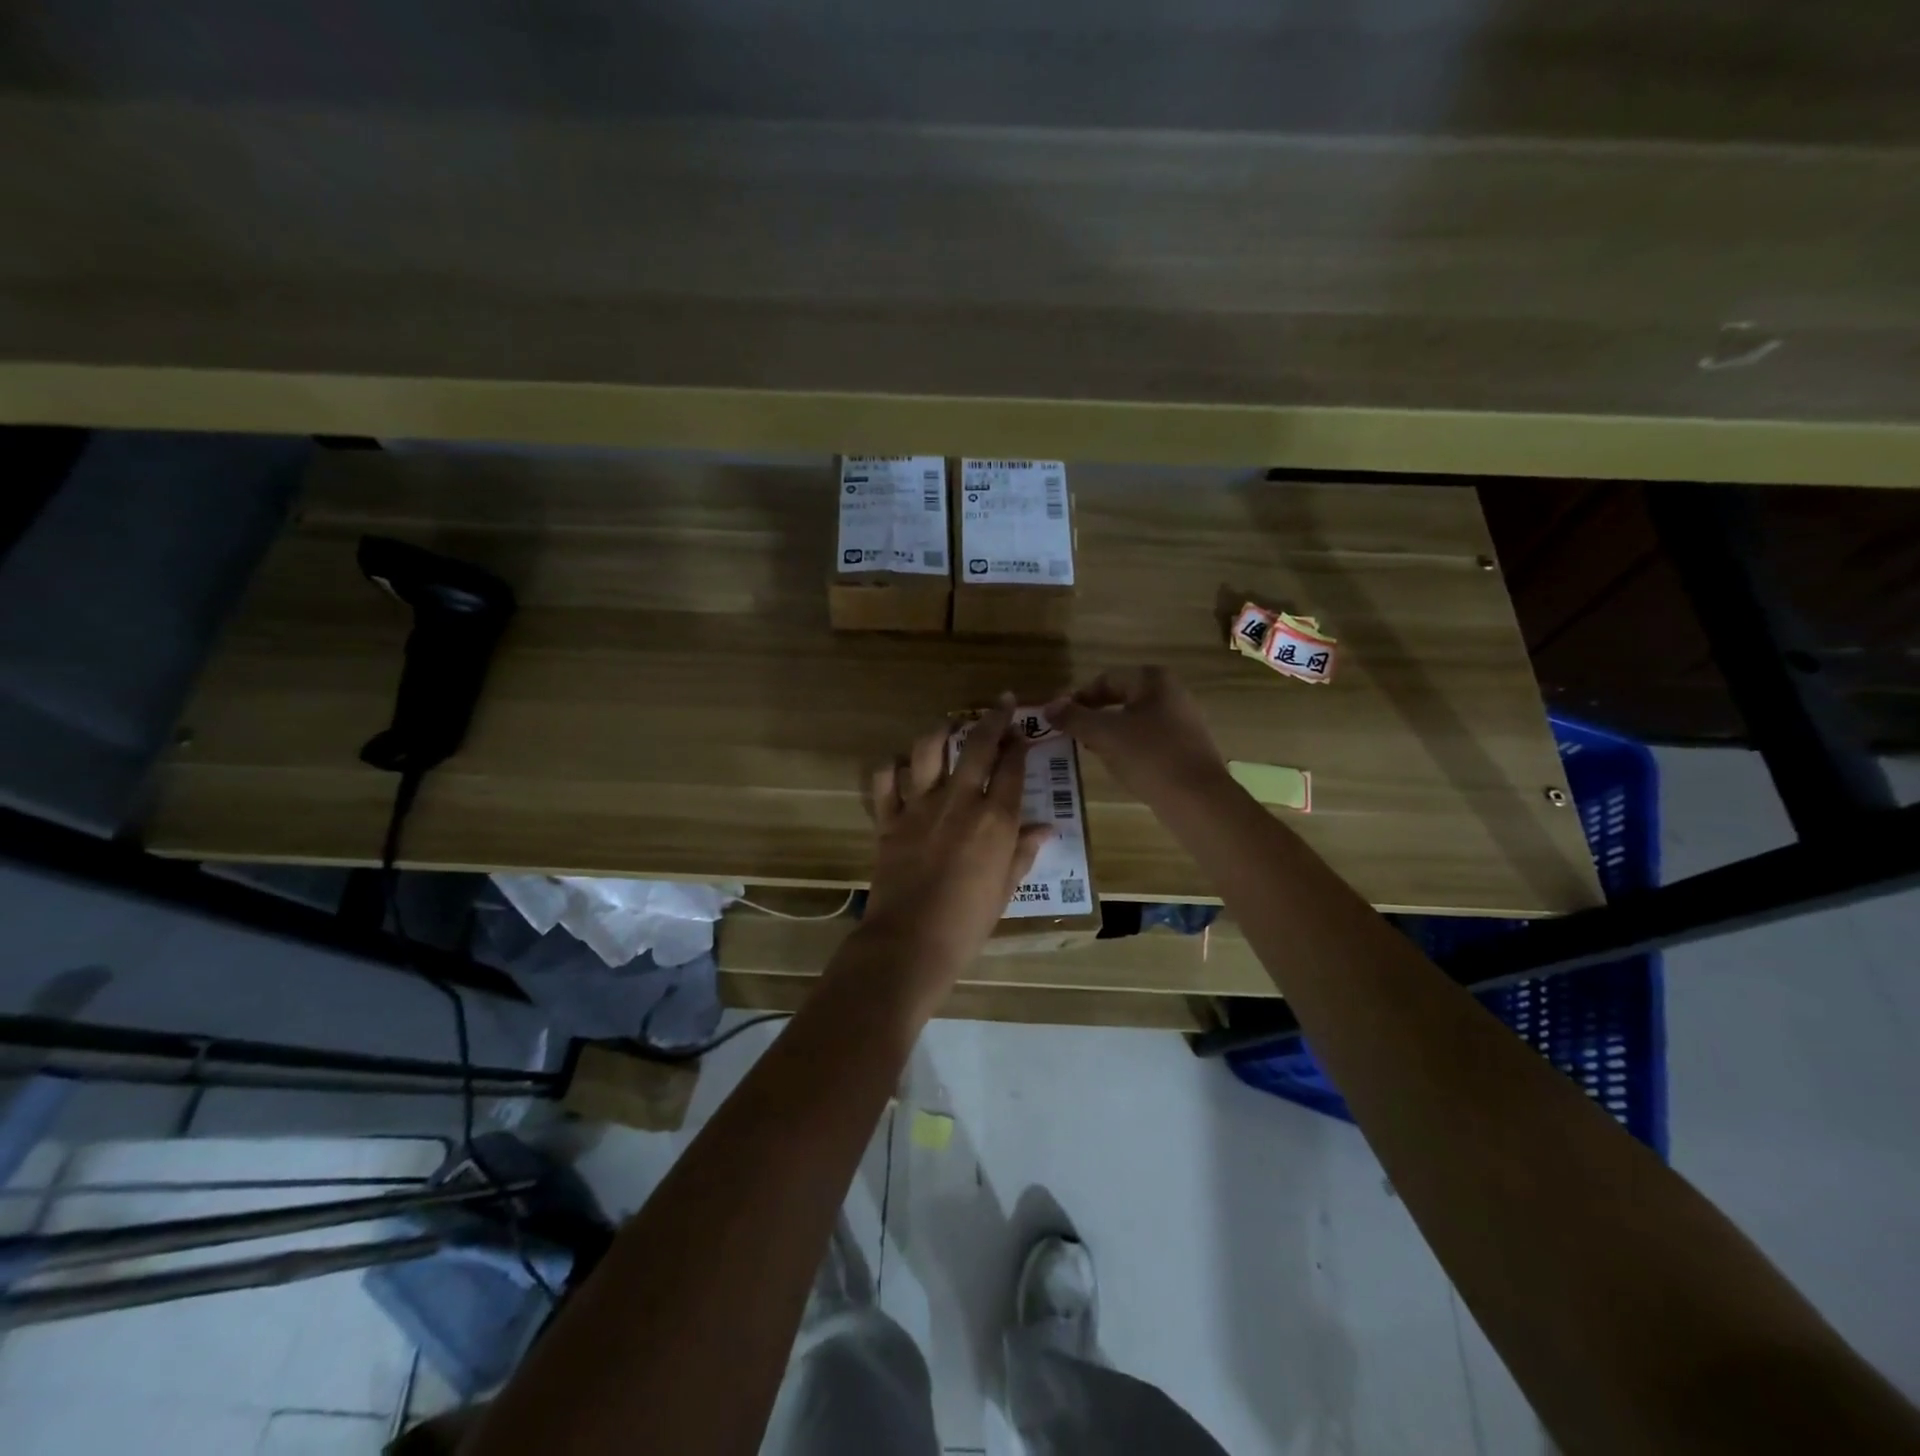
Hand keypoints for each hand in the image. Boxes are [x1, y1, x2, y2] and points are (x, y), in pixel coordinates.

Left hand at [862, 698, 1053, 984]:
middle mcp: (958, 802)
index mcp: (994, 820)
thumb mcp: (1005, 888)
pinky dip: (892, 768)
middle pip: (977, 747)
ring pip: (928, 751)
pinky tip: (902, 766)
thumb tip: (1046, 828)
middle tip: (1001, 702)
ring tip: (949, 727)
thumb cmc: (968, 922)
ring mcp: (919, 807)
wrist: (911, 941)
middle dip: (992, 719)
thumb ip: (1023, 851)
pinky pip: (885, 781)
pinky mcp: (888, 819)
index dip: (1019, 745)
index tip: (1023, 732)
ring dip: (941, 732)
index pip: (1012, 769)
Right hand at [1044, 667, 1228, 807]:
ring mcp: (1184, 721)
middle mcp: (1173, 693)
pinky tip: (1121, 768)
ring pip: (1135, 722)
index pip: (1105, 680)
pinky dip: (1131, 749)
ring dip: (1111, 734)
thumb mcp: (1103, 734)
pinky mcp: (1188, 748)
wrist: (1198, 799)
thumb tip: (1049, 707)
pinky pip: (1150, 741)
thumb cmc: (1149, 756)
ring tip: (1093, 753)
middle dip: (1094, 717)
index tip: (1059, 719)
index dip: (1078, 698)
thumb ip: (1074, 717)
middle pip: (1121, 699)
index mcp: (1153, 680)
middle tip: (1073, 736)